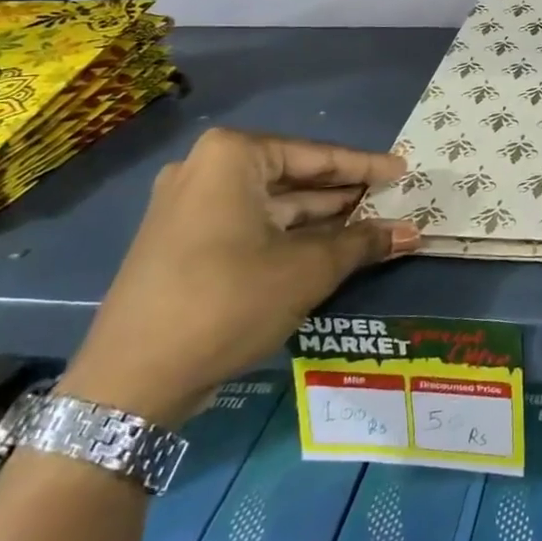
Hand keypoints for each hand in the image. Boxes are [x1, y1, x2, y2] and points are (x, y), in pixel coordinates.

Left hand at [60, 127, 417, 426]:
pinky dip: (287, 234)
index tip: (403, 170)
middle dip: (342, 193)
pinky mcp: (180, 242)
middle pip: (292, 176)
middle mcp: (204, 170)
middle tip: (390, 199)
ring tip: (369, 224)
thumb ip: (362, 243)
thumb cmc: (227, 302)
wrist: (129, 383)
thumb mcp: (307, 270)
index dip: (365, 167)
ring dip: (319, 217)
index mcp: (232, 157)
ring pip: (270, 203)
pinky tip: (325, 247)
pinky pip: (248, 224)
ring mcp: (186, 206)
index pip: (316, 156)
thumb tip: (412, 233)